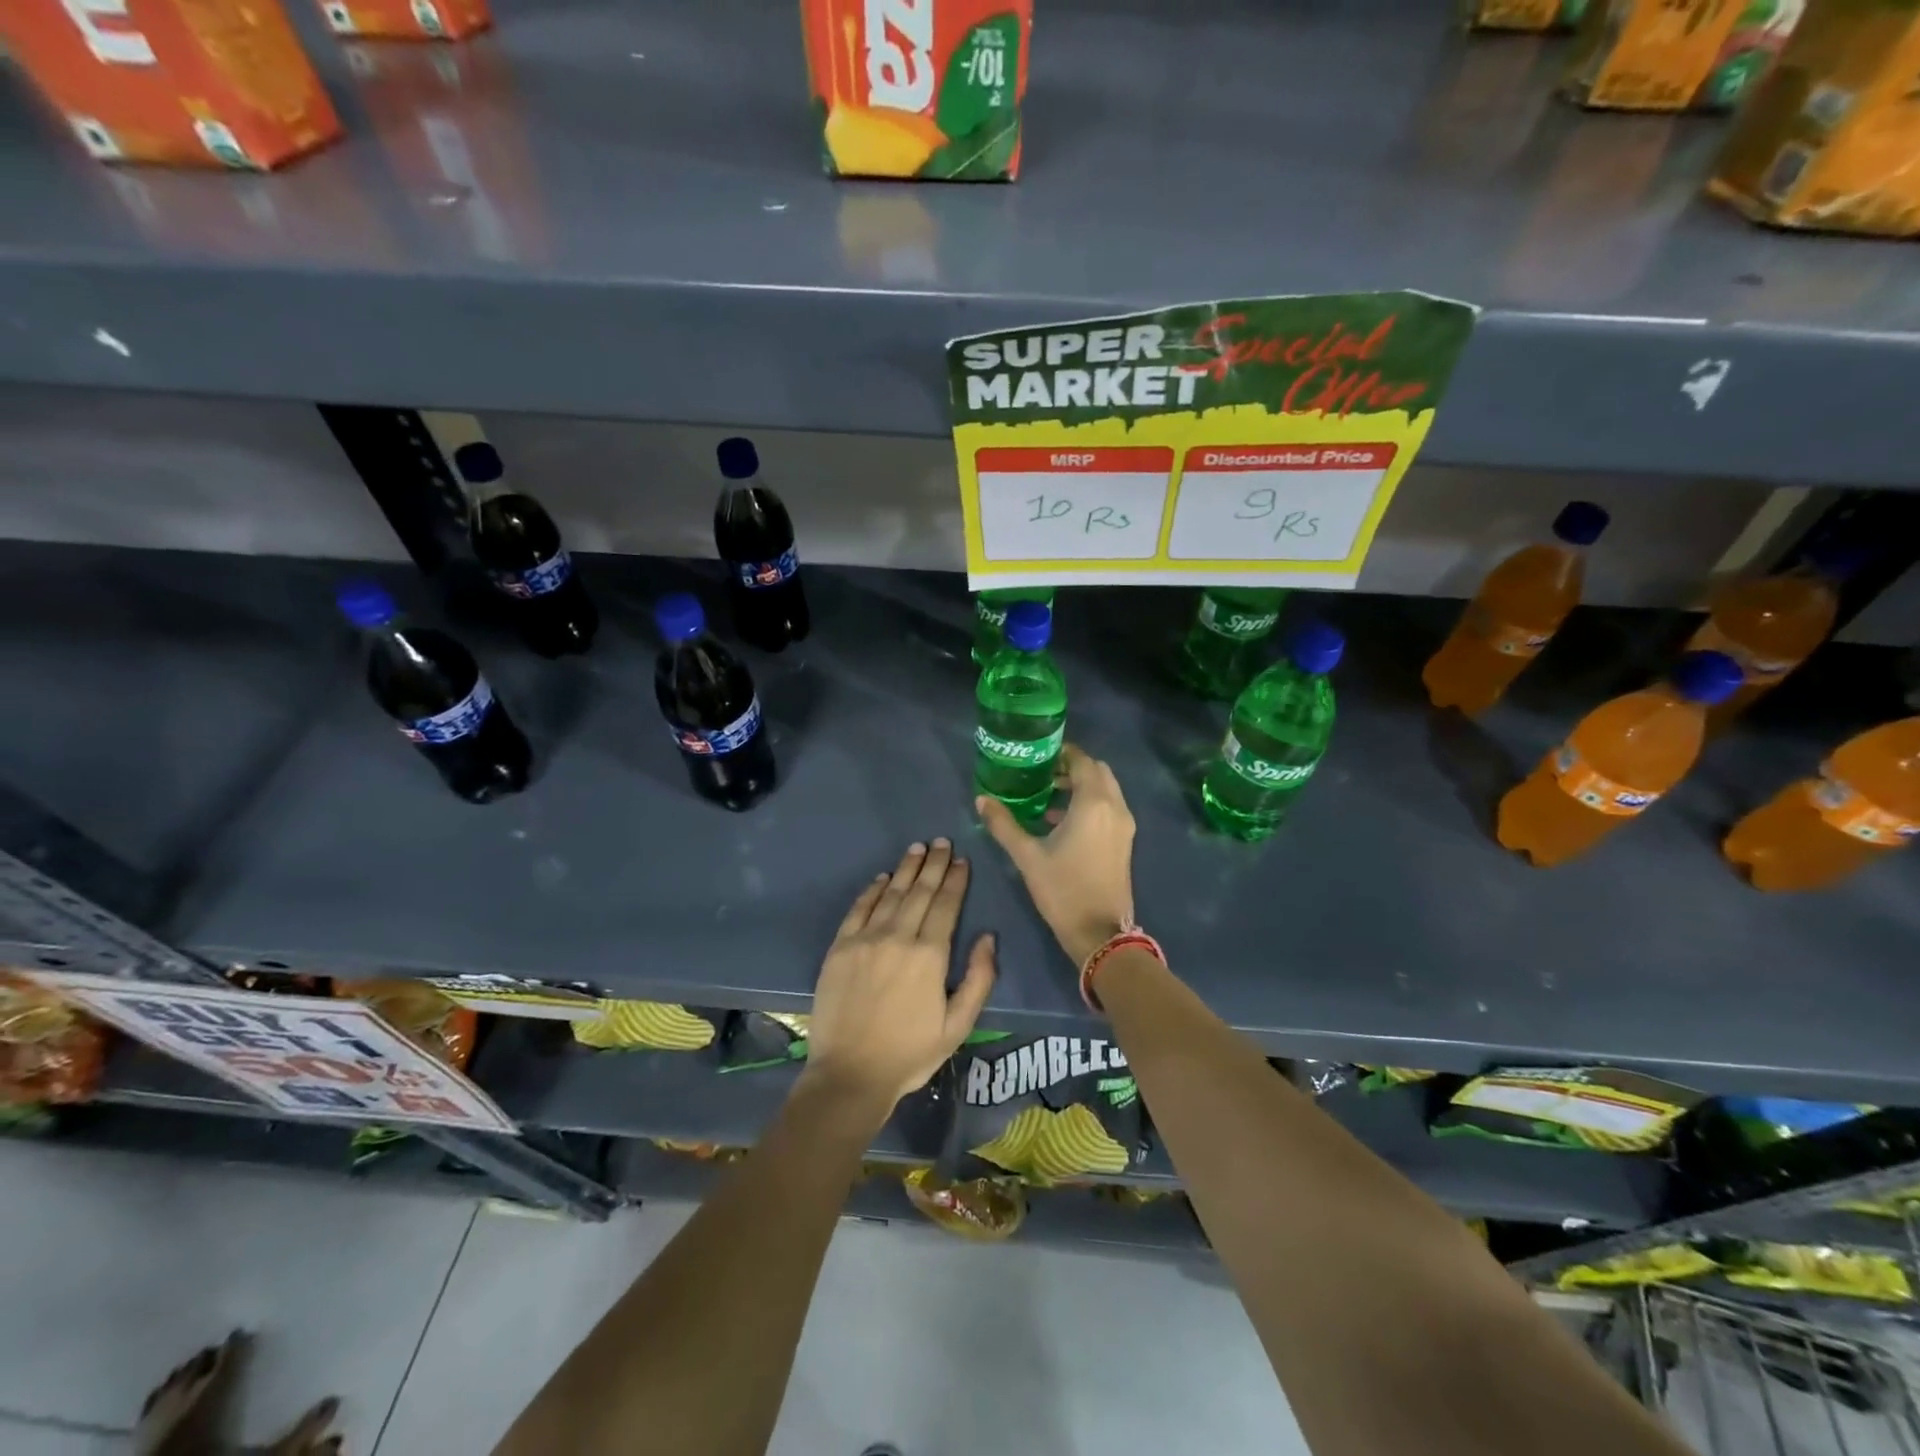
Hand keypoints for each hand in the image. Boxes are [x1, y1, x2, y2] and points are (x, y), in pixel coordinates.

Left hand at [802, 839, 996, 1120]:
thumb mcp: (958, 1025)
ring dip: (906, 868)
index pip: (946, 905)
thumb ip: (979, 979)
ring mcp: (865, 939)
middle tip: (942, 842)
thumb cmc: (910, 1053)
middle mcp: (898, 936)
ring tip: (918, 848)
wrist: (850, 1074)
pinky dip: (873, 890)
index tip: (962, 860)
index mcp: (930, 955)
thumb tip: (988, 937)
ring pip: (891, 893)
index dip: (956, 880)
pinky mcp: (840, 947)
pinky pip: (859, 908)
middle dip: (934, 864)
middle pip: (920, 891)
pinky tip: (883, 877)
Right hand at [977, 744, 1136, 966]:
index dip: (1062, 753)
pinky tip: (1061, 821)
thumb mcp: (1027, 856)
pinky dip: (1090, 803)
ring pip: (1106, 790)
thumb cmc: (1063, 890)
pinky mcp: (1125, 841)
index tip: (1038, 755)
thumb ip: (1004, 824)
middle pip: (1098, 771)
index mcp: (1093, 803)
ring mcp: (1124, 825)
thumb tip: (982, 800)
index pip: (1082, 761)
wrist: (1100, 933)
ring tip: (1048, 795)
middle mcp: (1115, 807)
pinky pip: (1109, 808)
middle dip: (1073, 767)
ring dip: (1082, 786)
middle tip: (1042, 773)